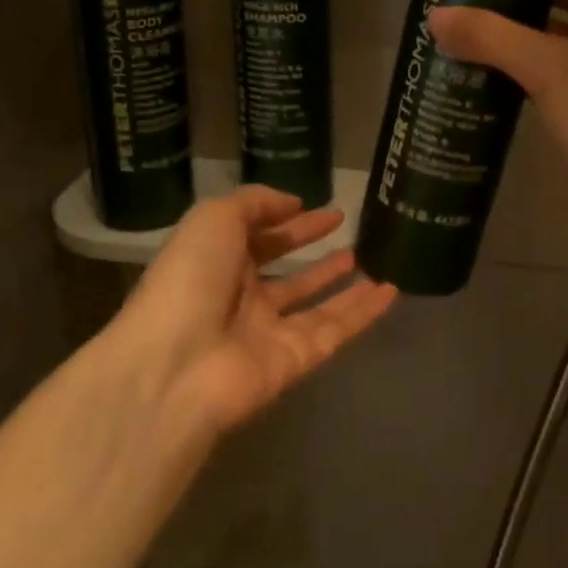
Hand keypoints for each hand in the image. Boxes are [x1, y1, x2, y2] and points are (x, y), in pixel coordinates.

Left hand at [115, 187, 397, 432]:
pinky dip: (364, 313)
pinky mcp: (295, 360)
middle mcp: (243, 297)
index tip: (326, 210)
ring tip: (377, 260)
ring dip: (344, 282)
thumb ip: (255, 203)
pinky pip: (336, 330)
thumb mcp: (214, 218)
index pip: (260, 237)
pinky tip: (391, 291)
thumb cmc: (190, 279)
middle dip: (315, 251)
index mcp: (218, 262)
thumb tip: (293, 204)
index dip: (291, 222)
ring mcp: (269, 332)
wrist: (176, 365)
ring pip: (316, 303)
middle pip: (287, 271)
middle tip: (351, 231)